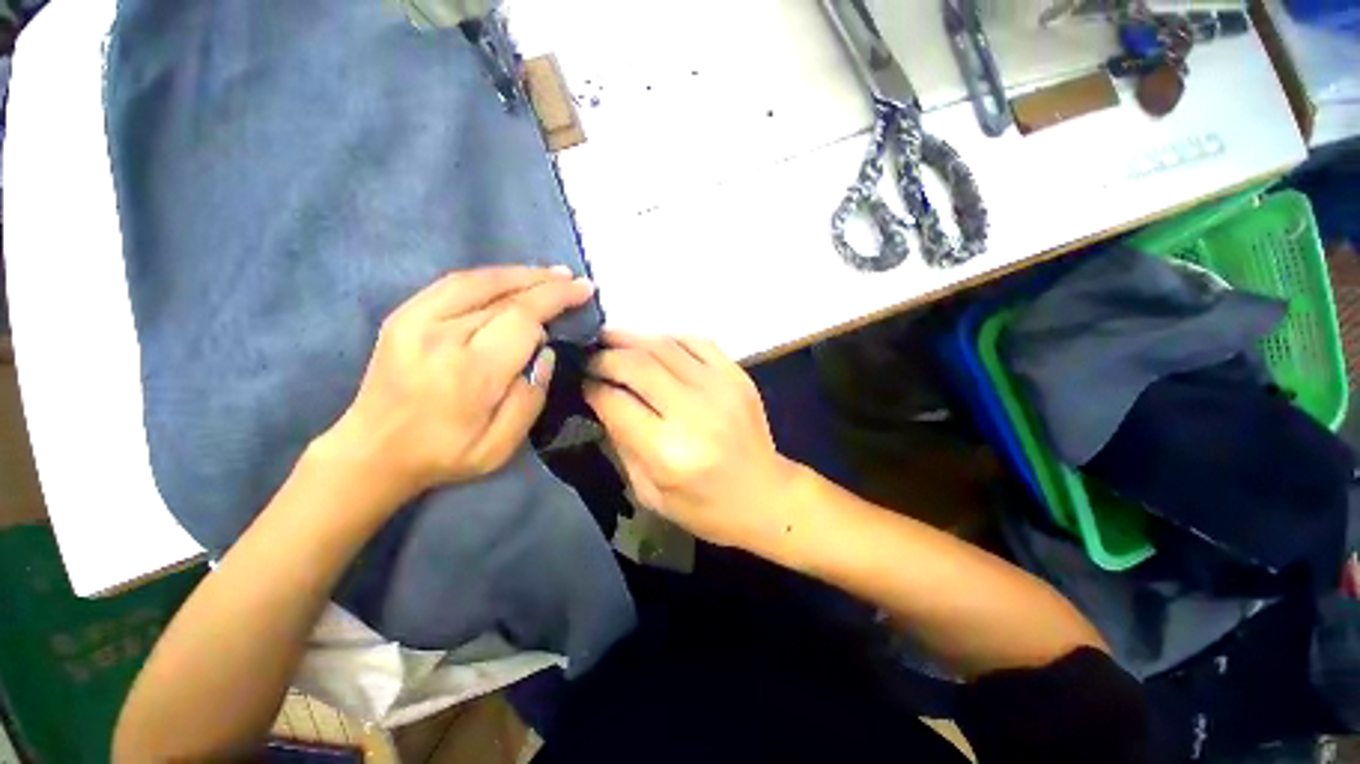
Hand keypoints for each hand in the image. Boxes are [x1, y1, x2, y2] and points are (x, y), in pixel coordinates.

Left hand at [322, 266, 594, 504]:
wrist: (373, 451)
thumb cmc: (445, 453)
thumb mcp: (499, 447)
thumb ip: (531, 398)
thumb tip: (547, 352)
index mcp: (472, 371)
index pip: (522, 319)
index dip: (556, 301)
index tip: (583, 293)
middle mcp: (444, 336)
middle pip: (505, 296)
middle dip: (546, 285)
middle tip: (576, 281)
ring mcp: (417, 320)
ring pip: (480, 281)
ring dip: (521, 274)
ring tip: (551, 273)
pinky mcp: (403, 315)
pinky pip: (453, 283)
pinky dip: (489, 276)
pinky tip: (511, 278)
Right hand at [585, 332, 802, 549]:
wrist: (765, 494)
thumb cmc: (705, 506)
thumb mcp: (650, 491)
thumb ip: (622, 443)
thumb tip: (602, 400)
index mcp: (669, 451)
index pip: (616, 402)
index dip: (592, 388)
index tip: (581, 382)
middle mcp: (693, 412)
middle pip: (636, 365)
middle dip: (605, 356)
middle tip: (590, 356)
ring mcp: (720, 387)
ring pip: (664, 345)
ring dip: (631, 339)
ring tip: (611, 339)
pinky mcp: (737, 376)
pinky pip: (696, 341)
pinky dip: (668, 339)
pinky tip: (654, 345)